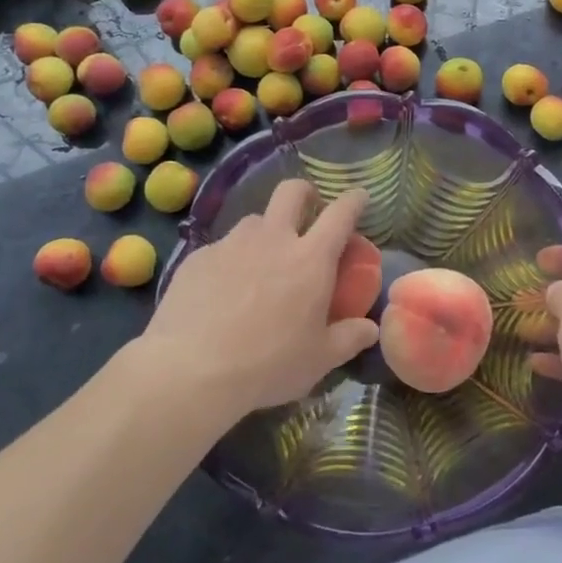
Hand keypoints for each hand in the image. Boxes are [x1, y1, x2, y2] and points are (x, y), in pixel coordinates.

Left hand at [139, 181, 377, 419]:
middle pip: (292, 192)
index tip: (360, 196)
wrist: (191, 370)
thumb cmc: (268, 364)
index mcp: (310, 258)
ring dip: (265, 233)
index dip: (354, 200)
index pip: (341, 213)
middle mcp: (273, 238)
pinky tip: (222, 292)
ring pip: (254, 221)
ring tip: (260, 264)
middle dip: (305, 193)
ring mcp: (232, 244)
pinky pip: (222, 248)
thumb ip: (349, 338)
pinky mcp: (198, 257)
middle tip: (308, 211)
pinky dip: (230, 261)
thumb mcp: (319, 359)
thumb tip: (371, 329)